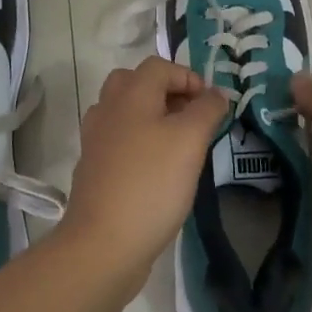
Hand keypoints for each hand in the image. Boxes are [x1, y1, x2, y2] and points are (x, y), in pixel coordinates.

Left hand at [62, 57, 229, 294]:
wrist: (102, 244)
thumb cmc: (151, 184)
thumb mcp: (190, 141)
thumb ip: (207, 110)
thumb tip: (217, 92)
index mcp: (130, 94)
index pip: (159, 66)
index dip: (188, 77)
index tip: (210, 105)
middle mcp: (108, 109)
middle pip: (136, 83)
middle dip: (166, 93)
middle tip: (190, 118)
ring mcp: (96, 140)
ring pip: (125, 112)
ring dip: (152, 117)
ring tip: (177, 144)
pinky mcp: (94, 169)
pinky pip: (119, 140)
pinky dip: (139, 143)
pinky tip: (157, 169)